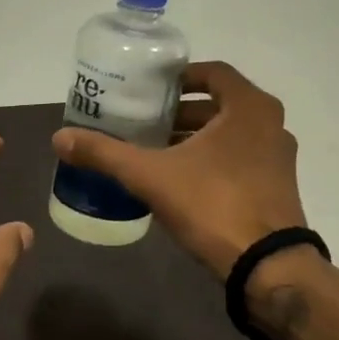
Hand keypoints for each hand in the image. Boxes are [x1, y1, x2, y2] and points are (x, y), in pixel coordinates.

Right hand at [51, 61, 306, 278]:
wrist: (267, 266)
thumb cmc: (212, 204)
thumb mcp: (150, 176)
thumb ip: (105, 154)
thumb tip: (59, 137)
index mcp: (249, 108)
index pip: (213, 73)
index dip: (179, 77)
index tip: (150, 89)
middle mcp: (271, 125)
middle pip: (220, 105)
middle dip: (181, 112)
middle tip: (144, 121)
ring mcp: (279, 158)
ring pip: (230, 134)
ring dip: (195, 137)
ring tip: (156, 150)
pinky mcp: (278, 188)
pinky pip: (240, 159)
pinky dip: (212, 159)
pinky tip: (180, 180)